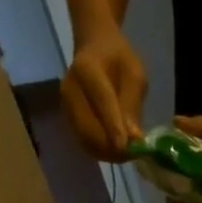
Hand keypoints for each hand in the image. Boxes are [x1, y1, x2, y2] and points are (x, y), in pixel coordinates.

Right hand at [62, 30, 147, 161]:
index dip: (114, 126)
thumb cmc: (119, 58)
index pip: (101, 102)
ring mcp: (66, 105)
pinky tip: (115, 150)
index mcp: (87, 69)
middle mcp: (70, 89)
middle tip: (133, 154)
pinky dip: (100, 150)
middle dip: (111, 147)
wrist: (95, 48)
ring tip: (127, 154)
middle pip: (88, 127)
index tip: (126, 147)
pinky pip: (83, 141)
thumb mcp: (135, 74)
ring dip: (106, 152)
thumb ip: (132, 104)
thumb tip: (133, 137)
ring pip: (85, 139)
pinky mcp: (68, 117)